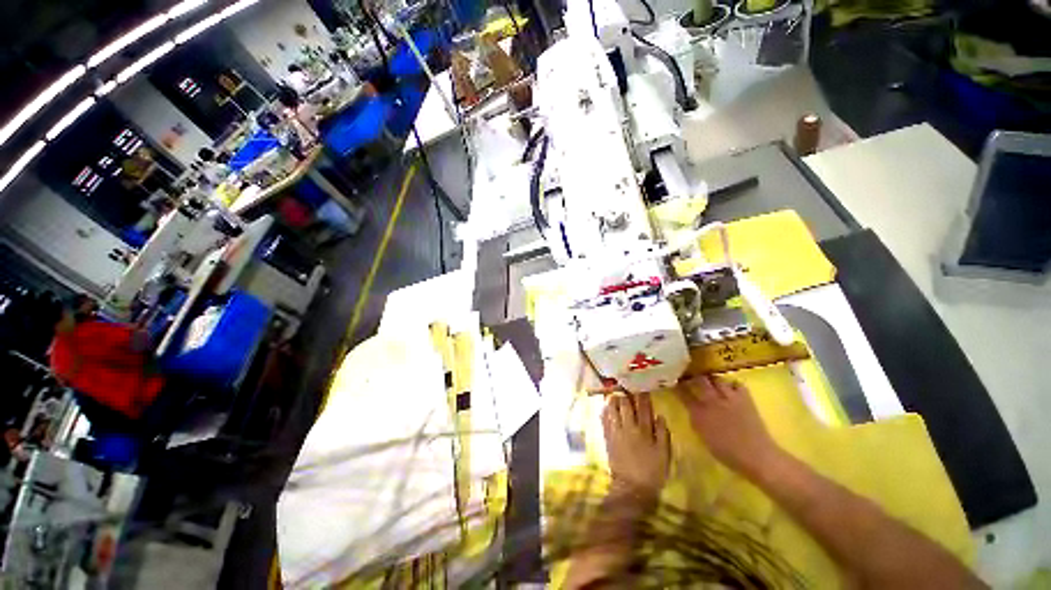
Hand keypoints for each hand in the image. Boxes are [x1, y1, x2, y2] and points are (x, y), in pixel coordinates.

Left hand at [602, 393, 670, 499]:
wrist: (632, 488)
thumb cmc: (652, 472)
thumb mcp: (664, 454)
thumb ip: (663, 433)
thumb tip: (659, 415)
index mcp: (644, 431)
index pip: (644, 408)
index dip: (643, 397)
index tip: (642, 387)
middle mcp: (629, 427)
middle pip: (626, 406)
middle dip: (626, 394)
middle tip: (625, 386)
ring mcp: (616, 432)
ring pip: (613, 410)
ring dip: (613, 400)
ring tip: (614, 393)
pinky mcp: (608, 438)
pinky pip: (604, 421)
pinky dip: (604, 412)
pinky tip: (605, 407)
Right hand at [676, 376, 782, 479]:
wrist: (757, 457)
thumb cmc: (728, 454)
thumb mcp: (704, 438)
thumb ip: (696, 421)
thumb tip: (691, 409)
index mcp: (699, 414)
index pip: (683, 394)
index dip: (677, 386)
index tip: (674, 382)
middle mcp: (712, 402)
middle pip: (699, 381)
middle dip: (693, 377)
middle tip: (691, 377)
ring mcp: (729, 398)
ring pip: (717, 379)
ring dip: (712, 379)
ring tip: (710, 380)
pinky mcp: (745, 399)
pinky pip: (736, 384)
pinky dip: (732, 384)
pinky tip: (731, 388)